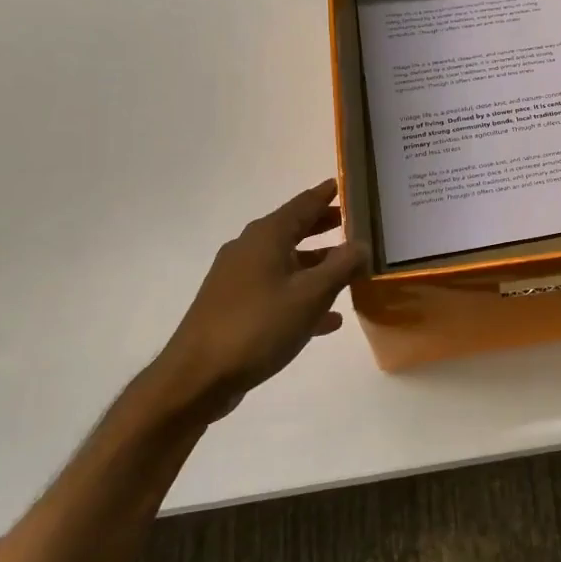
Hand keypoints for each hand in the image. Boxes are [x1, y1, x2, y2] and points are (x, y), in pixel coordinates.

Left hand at [148, 179, 363, 423]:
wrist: (198, 377)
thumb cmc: (258, 326)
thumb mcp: (311, 295)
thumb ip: (342, 266)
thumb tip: (362, 244)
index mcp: (266, 237)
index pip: (303, 204)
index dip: (325, 195)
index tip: (344, 184)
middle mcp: (249, 250)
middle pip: (293, 230)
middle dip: (323, 227)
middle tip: (353, 224)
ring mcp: (238, 279)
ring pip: (286, 263)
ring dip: (316, 265)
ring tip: (348, 271)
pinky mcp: (234, 307)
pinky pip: (277, 291)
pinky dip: (302, 295)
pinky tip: (327, 318)